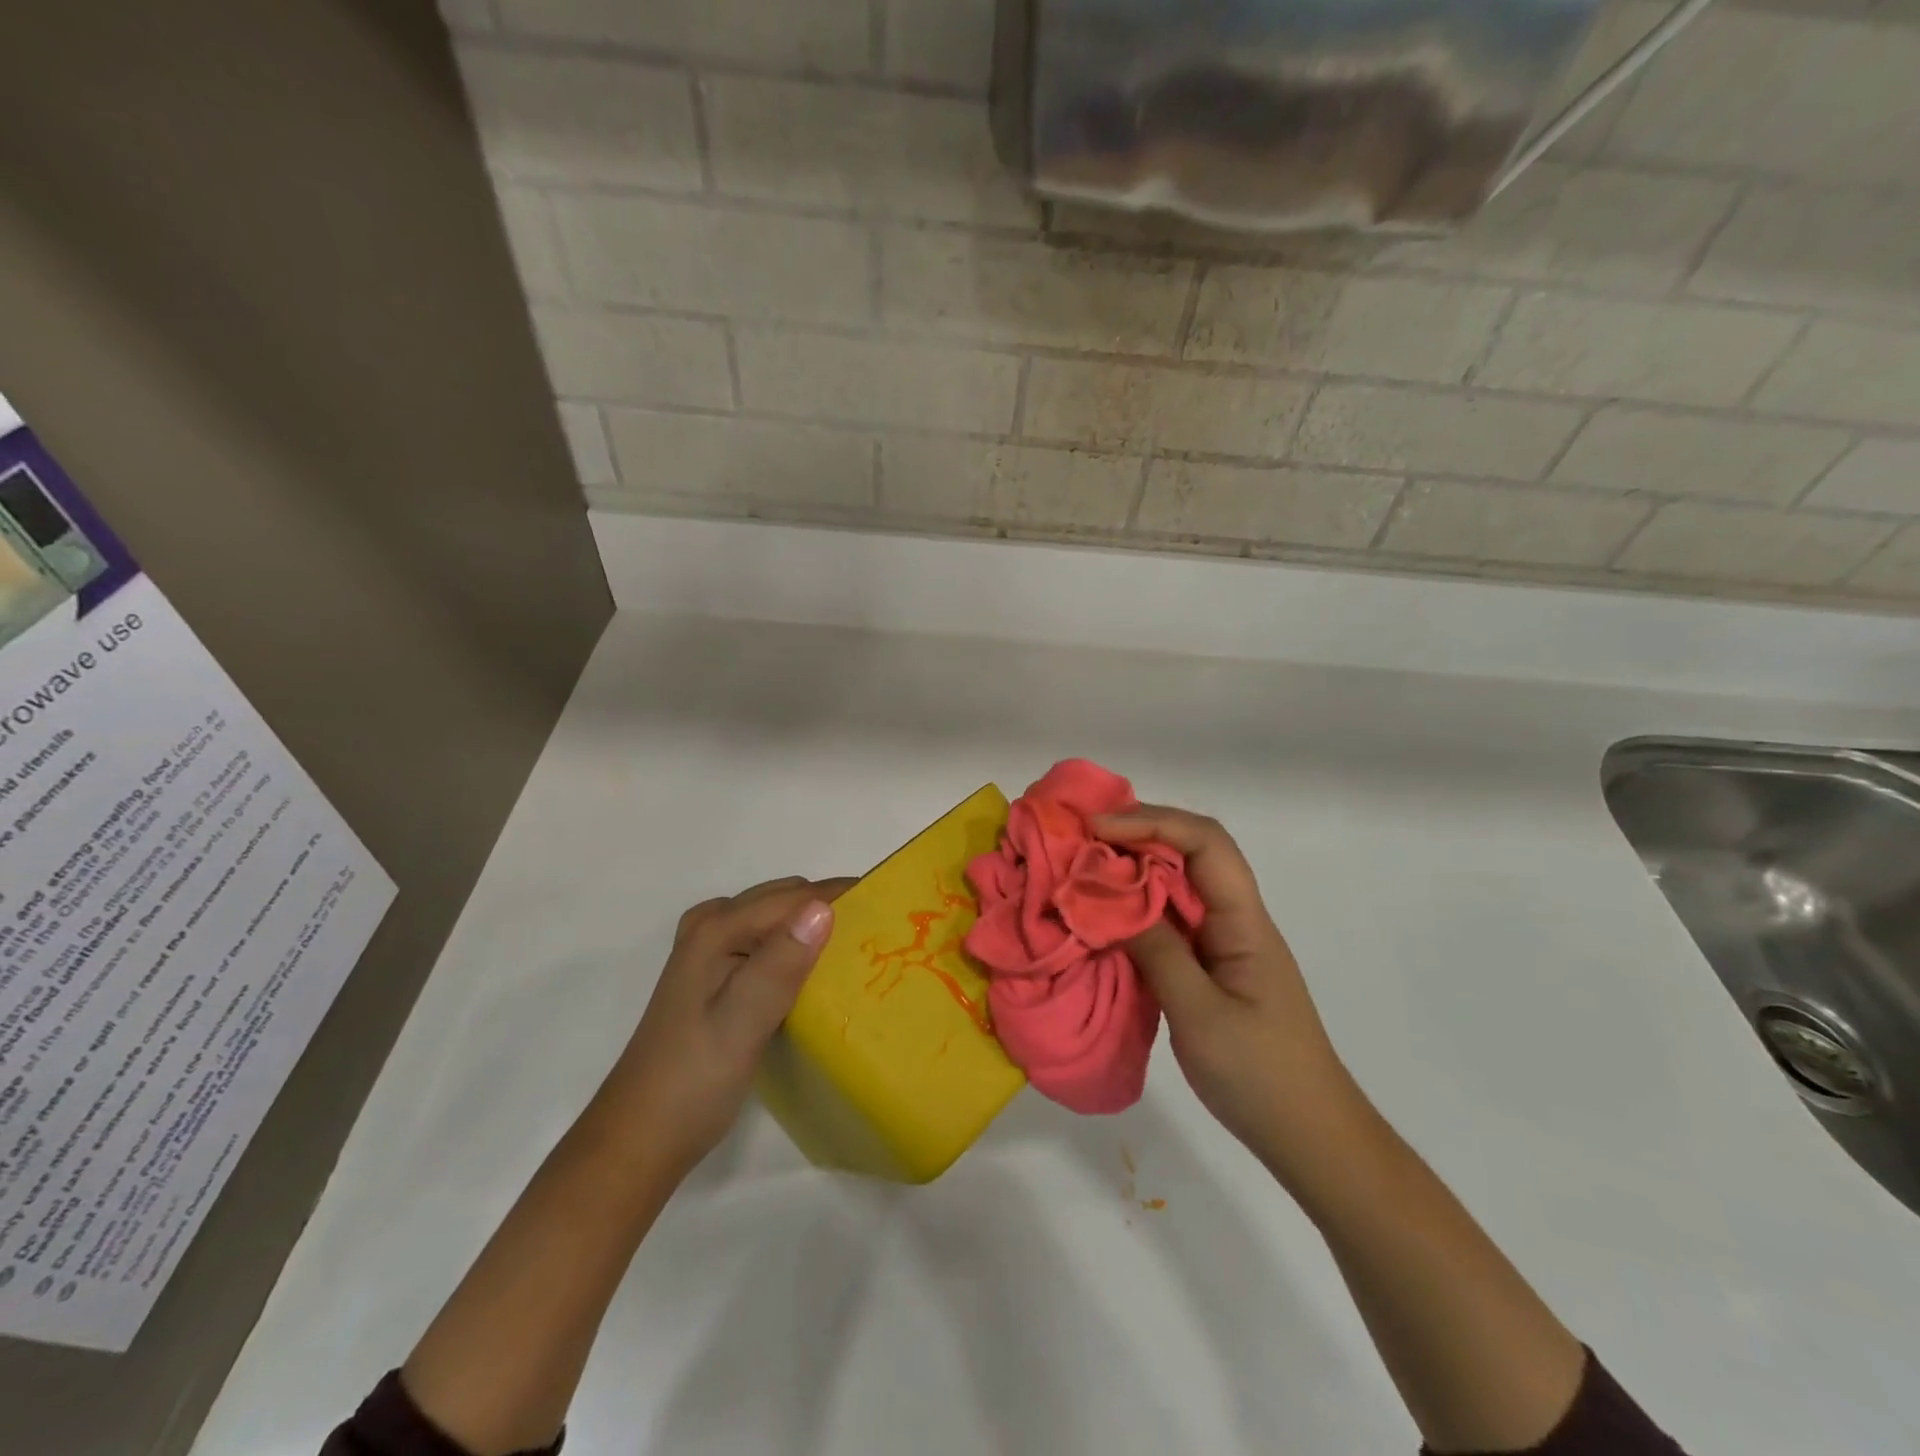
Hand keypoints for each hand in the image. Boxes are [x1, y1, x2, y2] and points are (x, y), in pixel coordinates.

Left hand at [597, 876, 854, 1180]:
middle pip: (787, 898)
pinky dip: (798, 946)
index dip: (844, 897)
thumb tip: (823, 908)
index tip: (892, 911)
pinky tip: (820, 973)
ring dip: (817, 926)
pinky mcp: (717, 972)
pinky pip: (768, 940)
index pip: (795, 896)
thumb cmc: (693, 1080)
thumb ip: (779, 964)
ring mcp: (711, 947)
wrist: (641, 1136)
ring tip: (860, 952)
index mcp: (716, 927)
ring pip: (779, 918)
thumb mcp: (742, 1023)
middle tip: (882, 937)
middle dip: (833, 908)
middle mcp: (712, 924)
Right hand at [1091, 807, 1355, 1179]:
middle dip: (1136, 834)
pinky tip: (1104, 917)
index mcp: (1244, 920)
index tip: (1097, 829)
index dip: (1151, 822)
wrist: (1310, 1135)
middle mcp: (1235, 918)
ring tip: (1083, 869)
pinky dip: (1134, 908)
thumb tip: (1108, 900)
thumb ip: (1157, 952)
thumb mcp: (1200, 1014)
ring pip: (1177, 884)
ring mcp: (1222, 941)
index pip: (1205, 842)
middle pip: (1190, 851)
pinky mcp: (1208, 965)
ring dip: (1132, 869)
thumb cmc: (1261, 1075)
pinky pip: (1168, 919)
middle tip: (1080, 840)